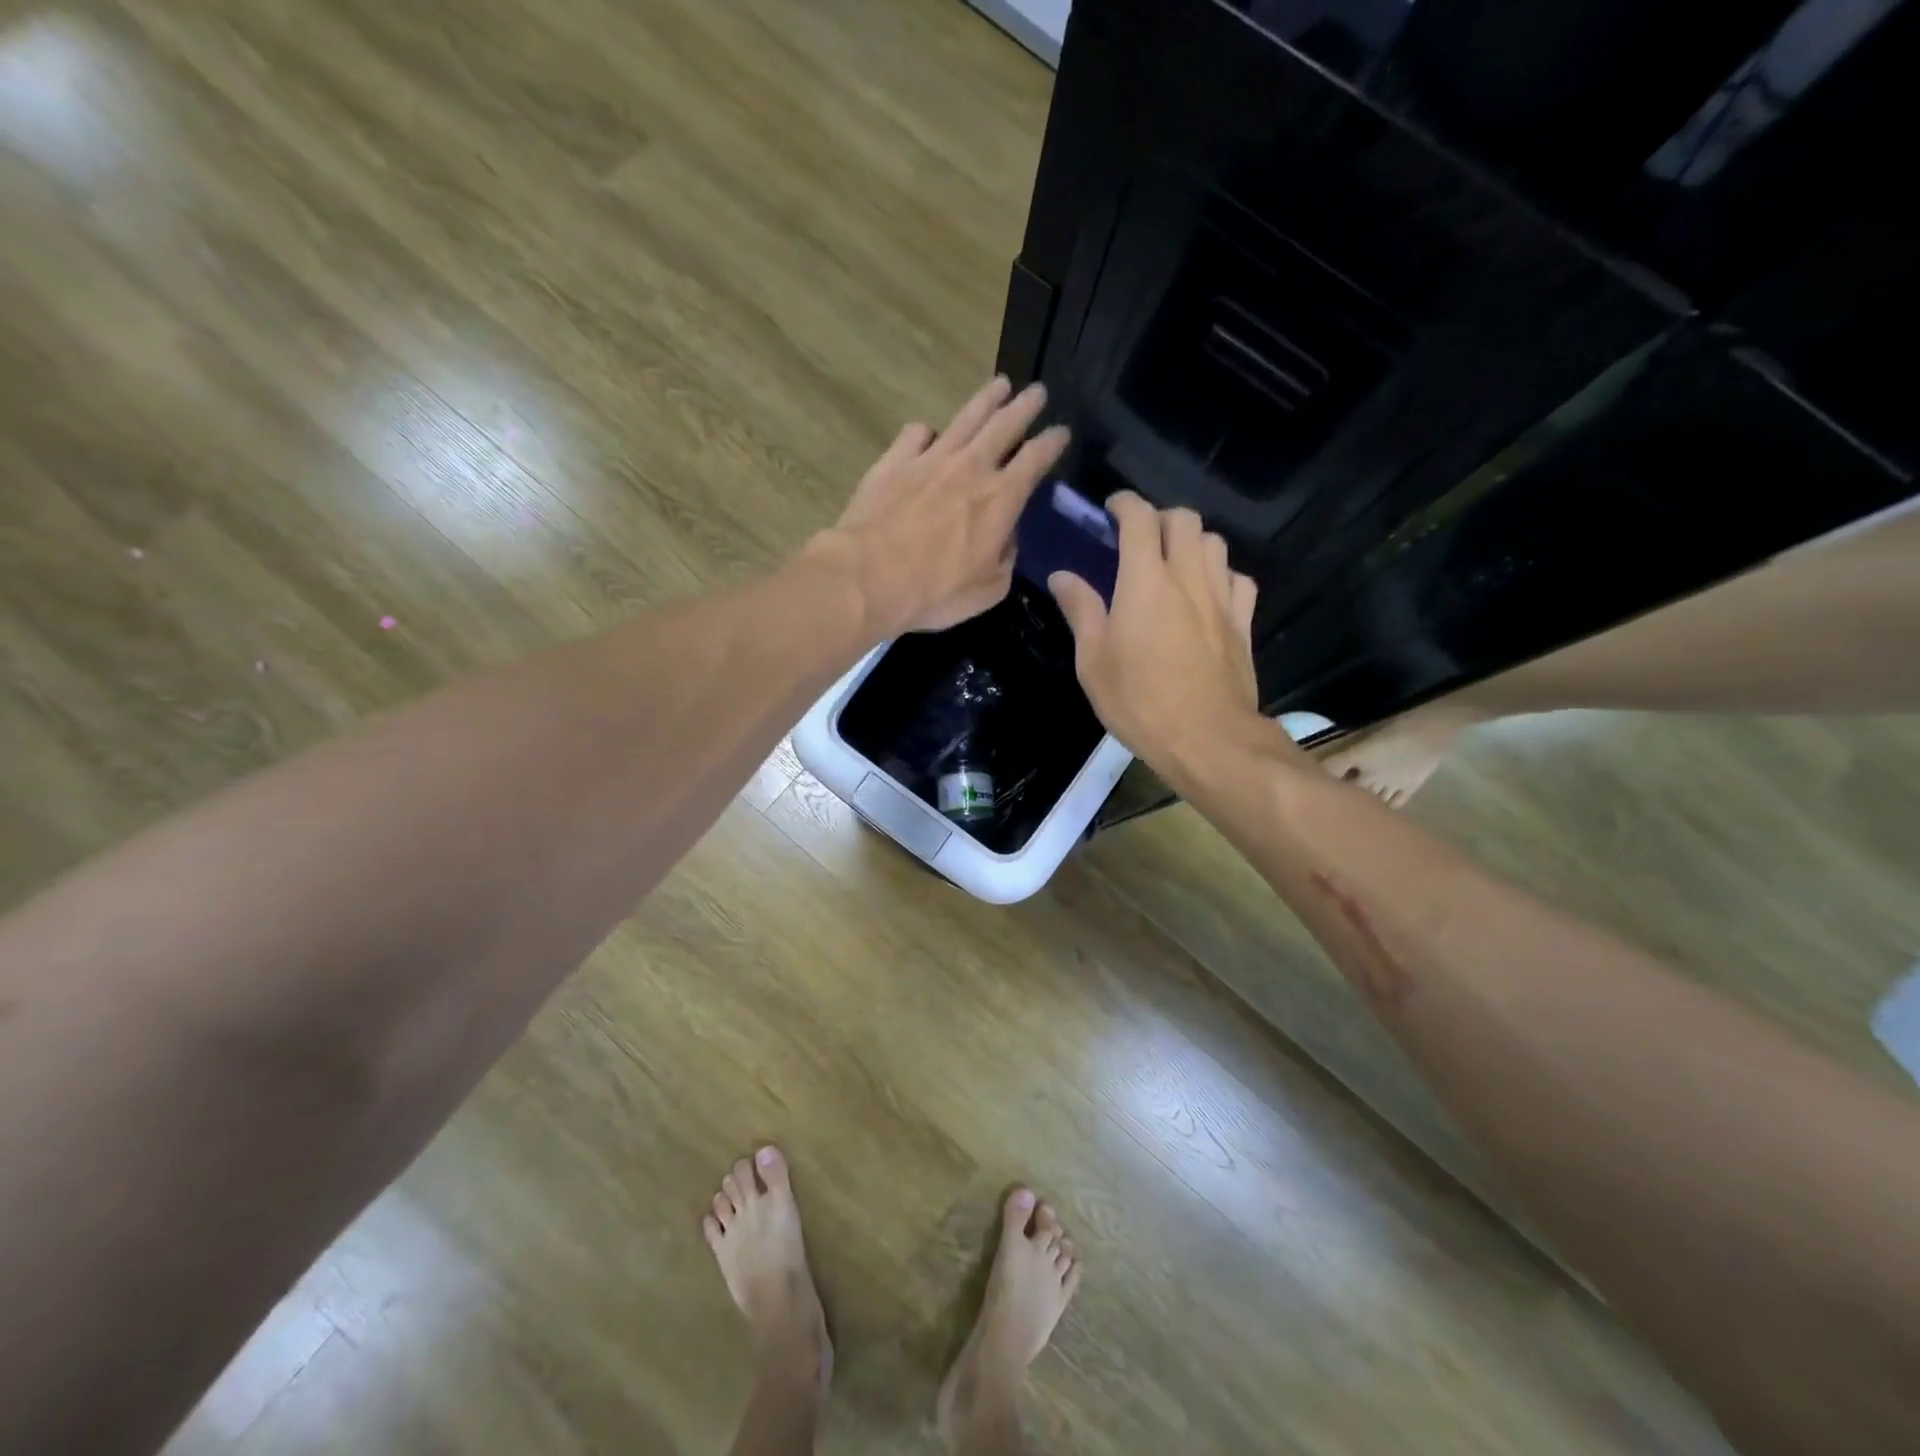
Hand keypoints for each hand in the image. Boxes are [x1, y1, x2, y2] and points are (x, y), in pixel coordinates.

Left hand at [809, 377, 1069, 635]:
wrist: (868, 578)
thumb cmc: (936, 592)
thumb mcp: (989, 589)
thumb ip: (1005, 557)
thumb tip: (1005, 537)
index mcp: (1001, 498)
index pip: (1035, 459)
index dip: (1052, 443)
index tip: (1061, 432)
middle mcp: (970, 468)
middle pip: (1004, 425)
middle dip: (1025, 406)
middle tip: (1037, 391)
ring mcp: (929, 459)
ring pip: (965, 419)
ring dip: (986, 400)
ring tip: (1000, 385)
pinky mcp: (894, 462)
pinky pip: (916, 434)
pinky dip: (927, 432)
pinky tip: (928, 435)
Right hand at [1049, 492, 1269, 776]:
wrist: (1207, 738)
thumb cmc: (1139, 701)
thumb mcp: (1093, 661)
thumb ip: (1080, 611)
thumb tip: (1062, 576)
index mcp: (1145, 581)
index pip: (1140, 518)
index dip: (1125, 504)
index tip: (1111, 508)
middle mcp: (1188, 576)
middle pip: (1184, 520)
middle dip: (1159, 518)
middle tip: (1139, 539)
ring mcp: (1221, 597)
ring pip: (1214, 542)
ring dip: (1192, 542)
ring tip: (1172, 563)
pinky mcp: (1243, 622)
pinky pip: (1237, 579)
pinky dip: (1220, 574)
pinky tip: (1206, 594)